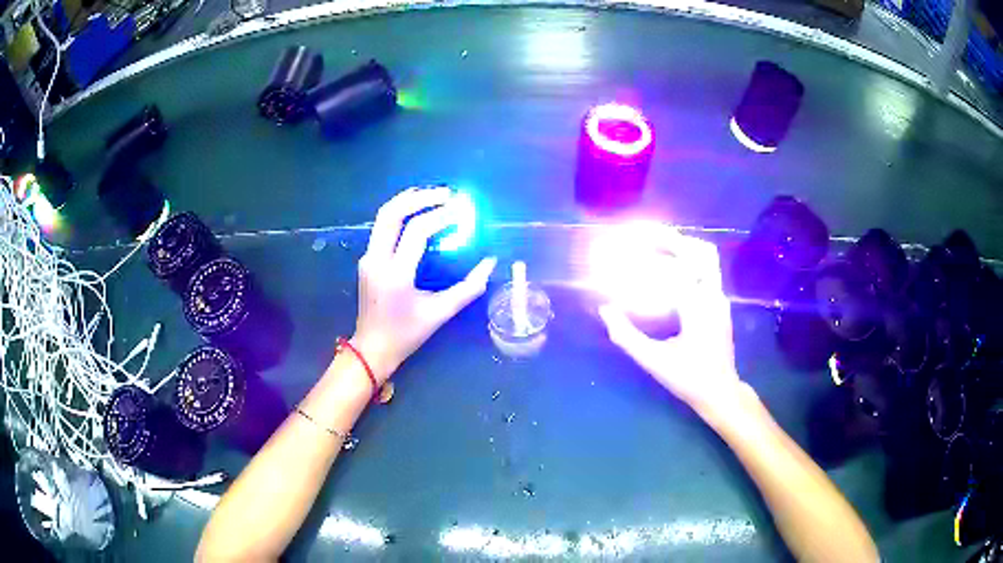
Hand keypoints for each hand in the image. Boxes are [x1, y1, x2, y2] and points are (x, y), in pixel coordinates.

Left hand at [352, 187, 496, 382]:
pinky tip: (418, 212)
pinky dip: (401, 214)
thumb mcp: (440, 314)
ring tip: (433, 195)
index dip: (441, 216)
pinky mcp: (367, 259)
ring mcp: (368, 257)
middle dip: (420, 198)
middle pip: (393, 213)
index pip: (417, 231)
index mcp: (395, 275)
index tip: (462, 210)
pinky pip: (382, 227)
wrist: (372, 347)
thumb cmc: (407, 334)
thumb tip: (490, 262)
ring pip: (384, 216)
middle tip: (447, 193)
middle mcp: (377, 260)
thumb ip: (468, 288)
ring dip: (408, 201)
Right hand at [598, 228, 742, 415]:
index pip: (677, 266)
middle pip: (699, 251)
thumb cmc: (688, 378)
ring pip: (706, 259)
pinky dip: (687, 262)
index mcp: (699, 306)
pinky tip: (668, 269)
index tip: (631, 242)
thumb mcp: (653, 361)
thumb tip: (605, 309)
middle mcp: (713, 295)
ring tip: (655, 244)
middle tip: (644, 233)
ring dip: (681, 248)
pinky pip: (705, 272)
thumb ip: (625, 335)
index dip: (653, 251)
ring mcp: (720, 299)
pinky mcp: (720, 304)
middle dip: (672, 238)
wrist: (721, 392)